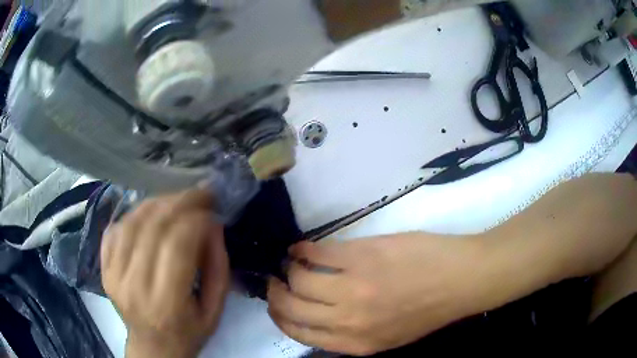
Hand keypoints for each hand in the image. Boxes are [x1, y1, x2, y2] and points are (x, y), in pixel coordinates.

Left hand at [101, 190, 229, 357]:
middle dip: (180, 202)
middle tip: (200, 193)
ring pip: (132, 221)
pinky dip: (134, 214)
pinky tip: (149, 213)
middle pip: (153, 227)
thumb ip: (218, 268)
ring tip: (177, 200)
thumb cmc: (188, 332)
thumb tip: (213, 225)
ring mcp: (114, 274)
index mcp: (167, 302)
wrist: (152, 347)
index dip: (196, 219)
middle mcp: (135, 285)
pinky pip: (115, 229)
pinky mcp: (104, 268)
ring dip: (157, 203)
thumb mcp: (215, 310)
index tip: (212, 209)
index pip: (178, 245)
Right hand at [268, 233, 491, 355]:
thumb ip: (353, 332)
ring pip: (298, 279)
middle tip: (275, 280)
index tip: (276, 304)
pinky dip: (302, 249)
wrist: (460, 280)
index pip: (299, 333)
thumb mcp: (388, 336)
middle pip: (290, 307)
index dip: (280, 317)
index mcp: (355, 343)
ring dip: (288, 268)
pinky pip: (316, 253)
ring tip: (291, 261)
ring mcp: (352, 288)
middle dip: (275, 293)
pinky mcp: (359, 257)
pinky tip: (302, 247)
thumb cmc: (428, 309)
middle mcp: (347, 321)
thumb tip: (320, 315)